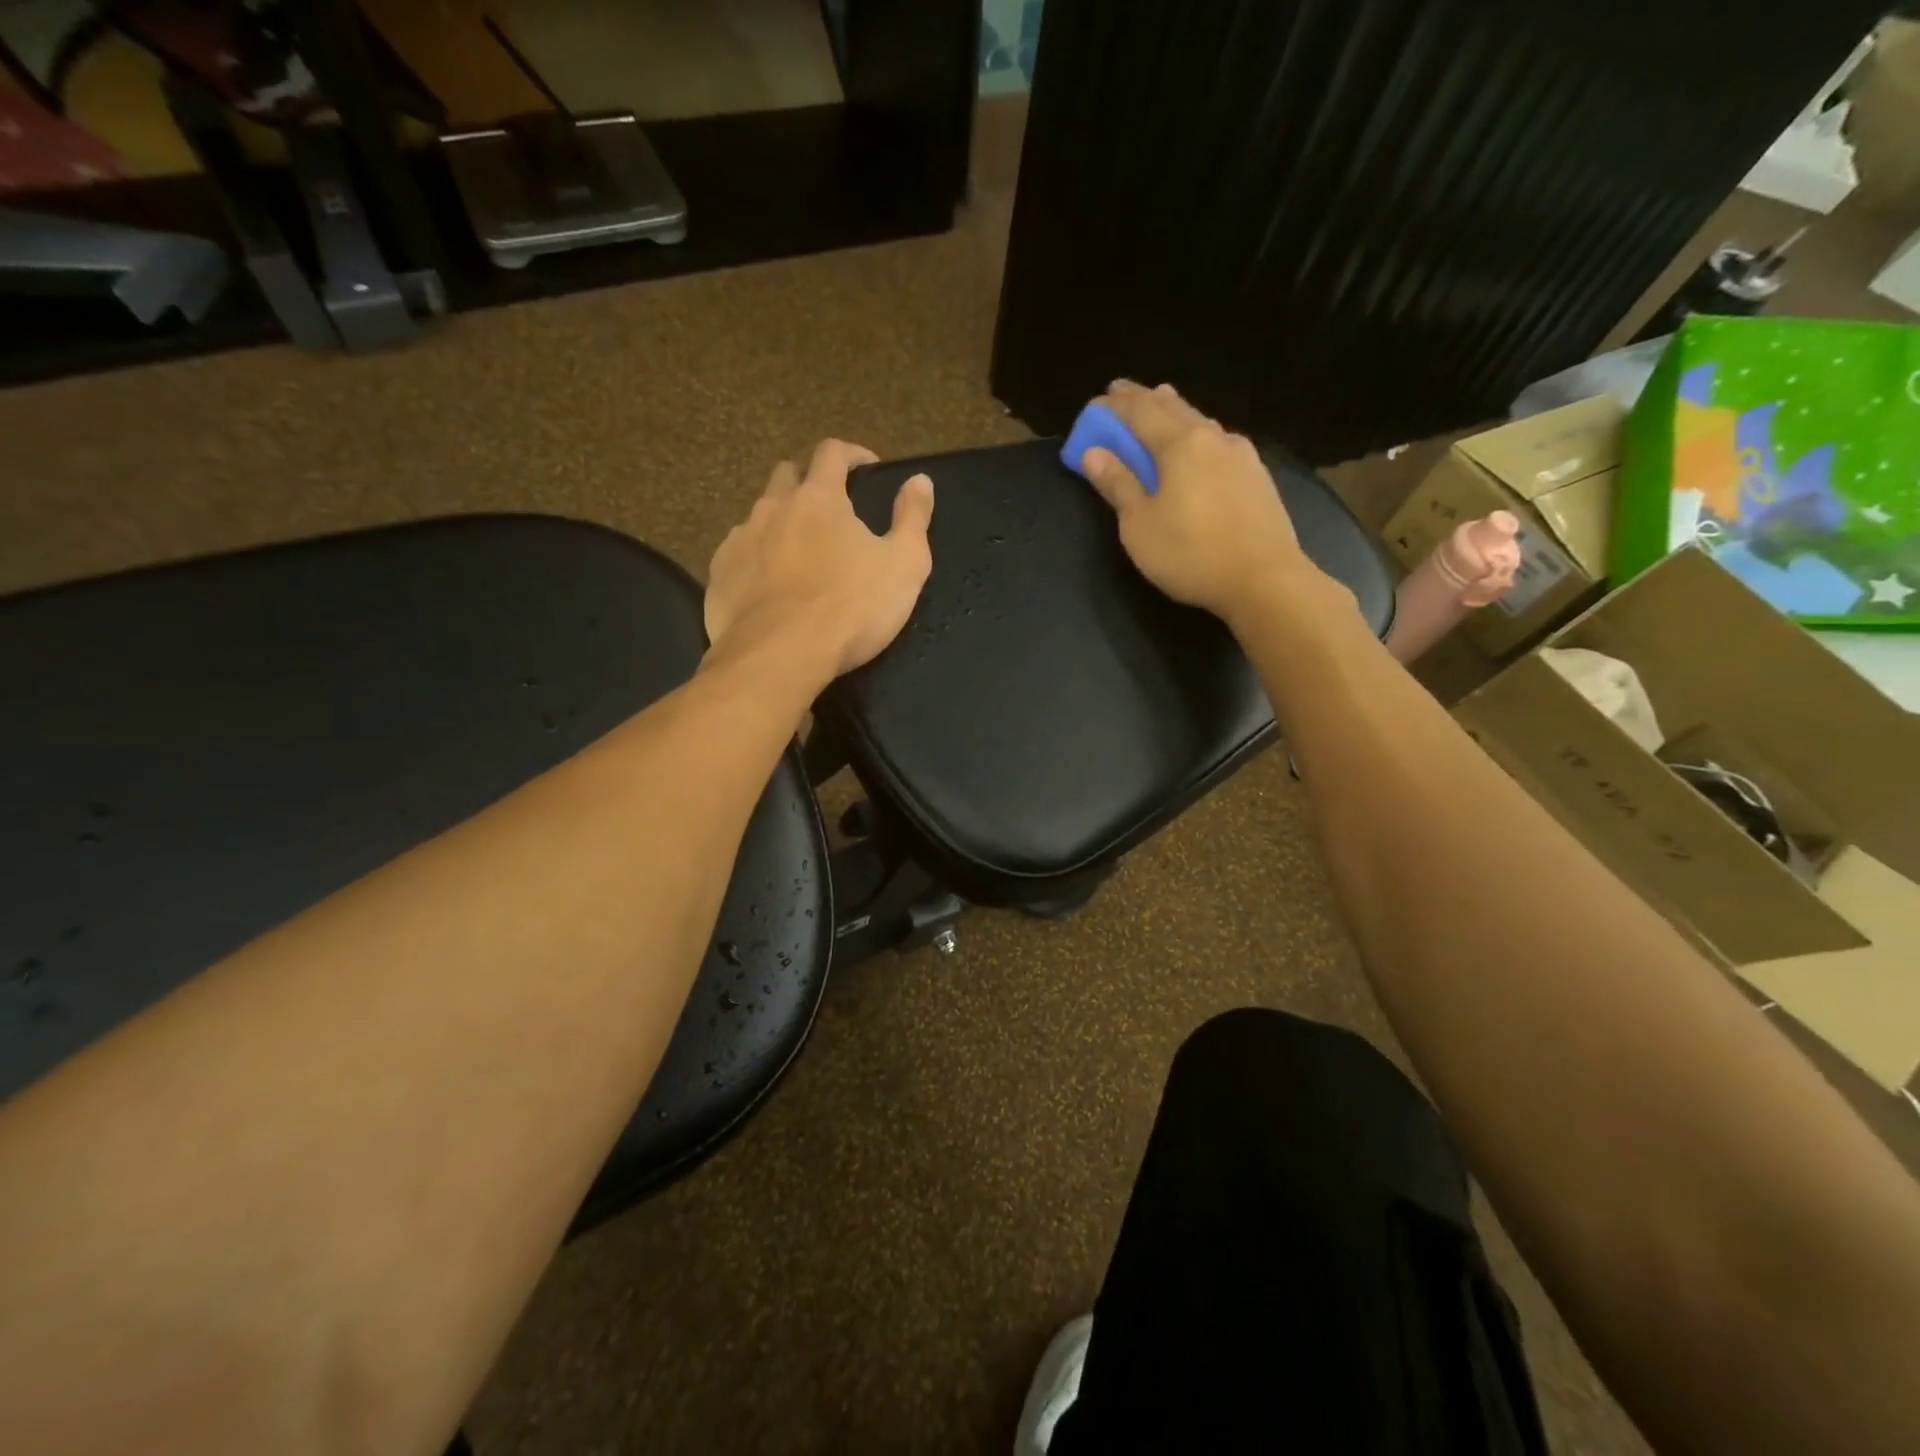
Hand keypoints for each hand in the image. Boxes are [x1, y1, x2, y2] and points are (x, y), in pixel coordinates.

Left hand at [704, 438, 934, 678]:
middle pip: (787, 475)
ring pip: (759, 516)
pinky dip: (756, 559)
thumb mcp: (904, 565)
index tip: (867, 469)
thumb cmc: (851, 608)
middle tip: (829, 511)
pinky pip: (737, 554)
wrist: (780, 656)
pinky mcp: (719, 575)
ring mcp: (740, 540)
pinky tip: (768, 586)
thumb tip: (920, 480)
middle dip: (808, 482)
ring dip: (780, 523)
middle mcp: (773, 508)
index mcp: (819, 499)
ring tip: (798, 554)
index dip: (852, 454)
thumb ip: (913, 518)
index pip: (832, 453)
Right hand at [1078, 380, 1322, 620]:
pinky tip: (1201, 444)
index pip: (1140, 412)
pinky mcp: (1257, 476)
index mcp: (1179, 444)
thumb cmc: (1191, 553)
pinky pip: (1218, 442)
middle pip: (1173, 407)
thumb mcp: (1140, 525)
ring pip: (1200, 421)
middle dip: (1144, 399)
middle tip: (1123, 394)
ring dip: (1175, 412)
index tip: (1096, 401)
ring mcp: (1241, 455)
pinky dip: (1198, 434)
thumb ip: (1118, 485)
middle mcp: (1212, 437)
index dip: (1114, 405)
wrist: (1264, 579)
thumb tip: (1093, 453)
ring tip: (1161, 406)